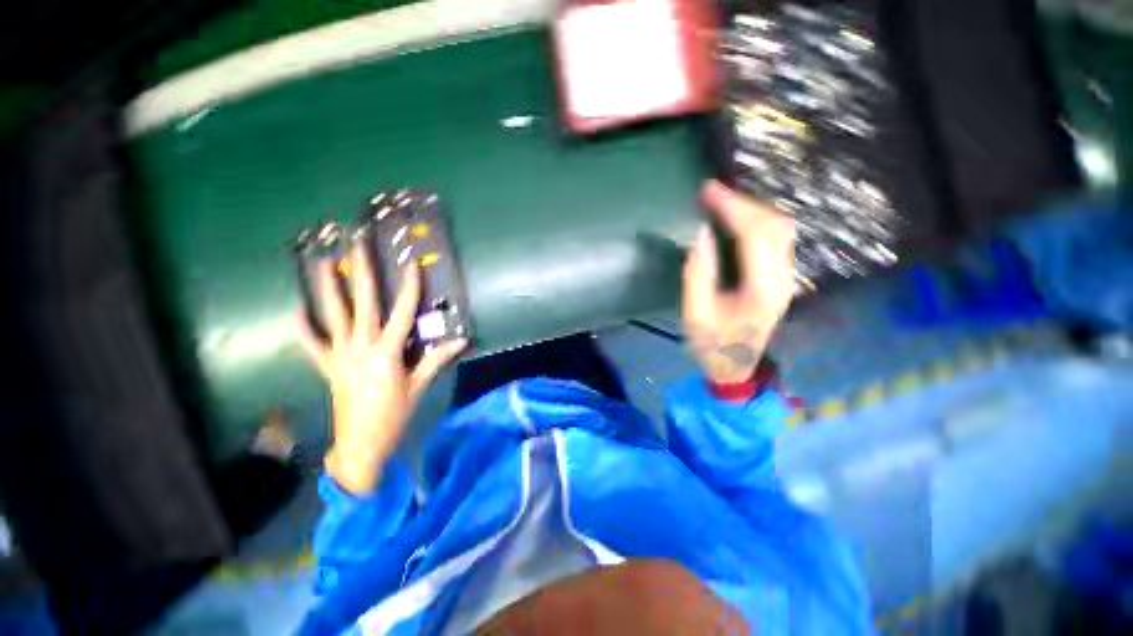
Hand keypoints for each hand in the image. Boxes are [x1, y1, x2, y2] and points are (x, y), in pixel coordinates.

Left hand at [298, 244, 465, 494]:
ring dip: (328, 288)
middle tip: (356, 245)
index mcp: (387, 352)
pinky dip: (304, 327)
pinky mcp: (327, 366)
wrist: (361, 443)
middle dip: (362, 272)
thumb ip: (436, 359)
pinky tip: (298, 310)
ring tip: (324, 262)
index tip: (410, 263)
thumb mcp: (419, 386)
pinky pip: (311, 343)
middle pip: (362, 303)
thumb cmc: (394, 413)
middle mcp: (361, 347)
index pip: (402, 312)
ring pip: (333, 315)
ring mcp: (339, 355)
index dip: (409, 287)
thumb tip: (461, 341)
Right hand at [682, 181, 795, 384]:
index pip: (755, 234)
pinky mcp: (781, 276)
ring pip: (779, 227)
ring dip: (751, 208)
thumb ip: (698, 273)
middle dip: (742, 203)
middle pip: (773, 225)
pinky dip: (756, 220)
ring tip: (720, 200)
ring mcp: (786, 276)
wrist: (736, 365)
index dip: (732, 208)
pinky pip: (775, 237)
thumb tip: (702, 234)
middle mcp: (783, 277)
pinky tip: (736, 218)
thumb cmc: (712, 344)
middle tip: (710, 192)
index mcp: (762, 288)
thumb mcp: (695, 313)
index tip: (707, 191)